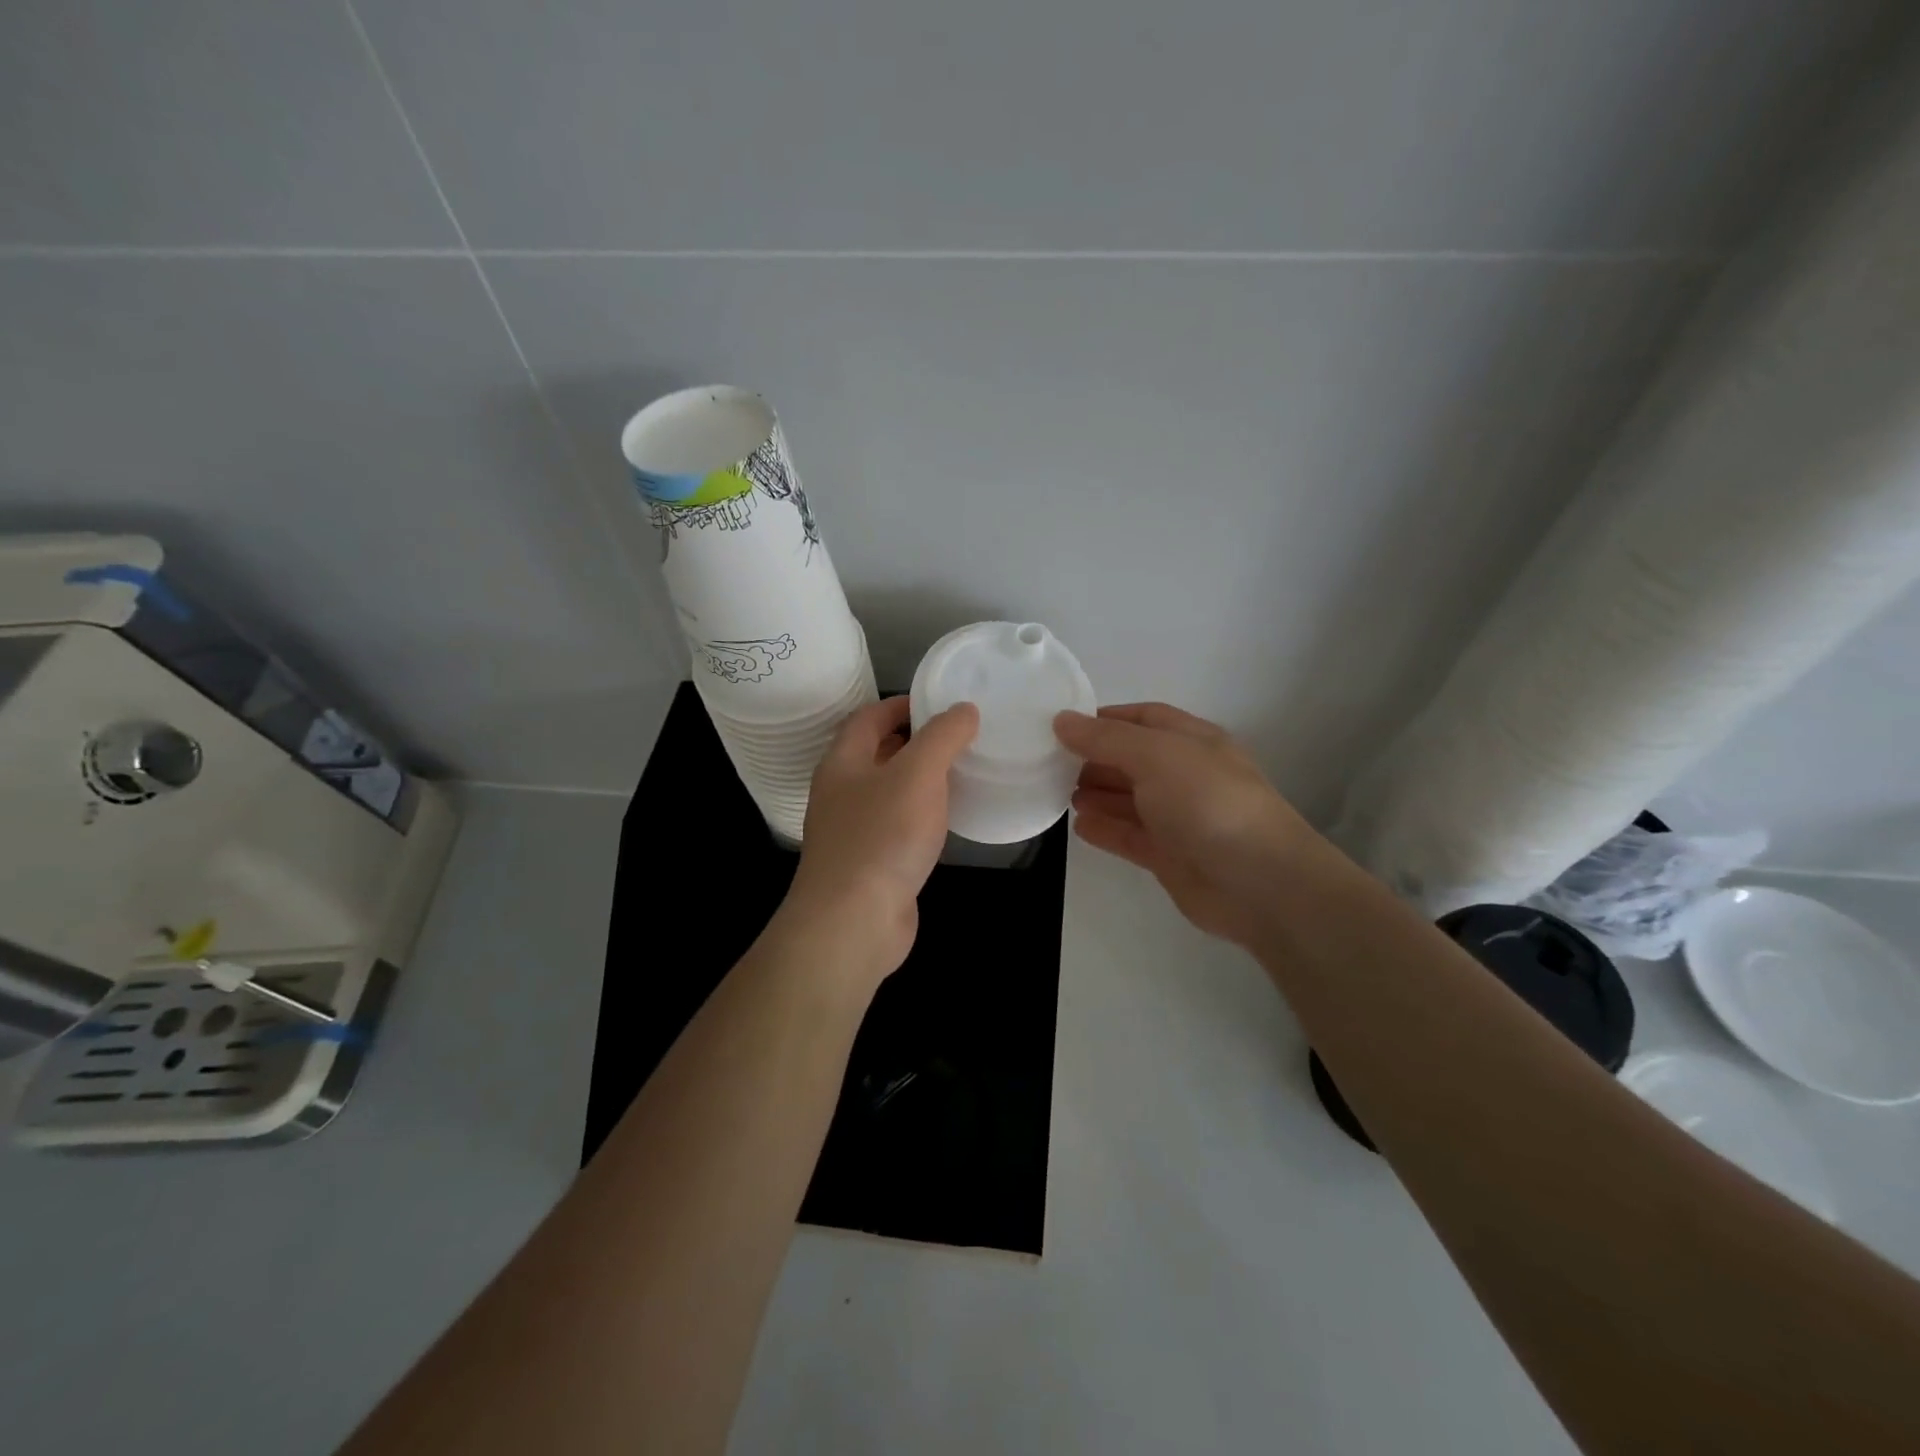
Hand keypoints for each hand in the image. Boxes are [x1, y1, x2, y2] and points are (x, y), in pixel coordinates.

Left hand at [781, 695, 979, 982]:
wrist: (853, 922)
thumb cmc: (883, 836)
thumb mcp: (918, 774)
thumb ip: (942, 737)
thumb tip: (963, 710)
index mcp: (843, 762)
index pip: (869, 717)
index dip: (902, 704)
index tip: (941, 703)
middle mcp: (841, 792)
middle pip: (876, 753)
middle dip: (914, 741)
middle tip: (959, 737)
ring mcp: (852, 830)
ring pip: (888, 791)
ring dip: (919, 779)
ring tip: (961, 773)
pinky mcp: (869, 864)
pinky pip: (897, 826)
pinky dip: (920, 815)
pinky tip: (947, 821)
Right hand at [1055, 702, 1326, 947]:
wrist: (1257, 881)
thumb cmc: (1207, 801)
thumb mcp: (1155, 755)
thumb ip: (1105, 739)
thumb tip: (1061, 720)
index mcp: (1191, 741)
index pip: (1143, 719)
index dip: (1105, 719)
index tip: (1063, 726)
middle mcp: (1185, 775)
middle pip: (1132, 759)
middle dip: (1095, 758)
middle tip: (1051, 762)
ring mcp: (1179, 818)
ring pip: (1130, 799)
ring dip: (1096, 793)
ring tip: (1058, 792)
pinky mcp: (1170, 856)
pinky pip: (1130, 836)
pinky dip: (1105, 830)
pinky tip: (1079, 826)